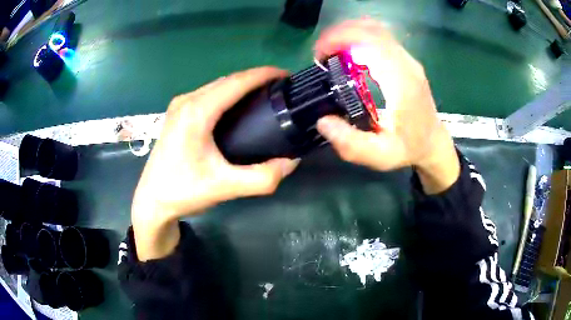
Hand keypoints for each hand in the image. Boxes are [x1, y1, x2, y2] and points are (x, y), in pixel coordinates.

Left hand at [132, 67, 298, 259]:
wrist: (152, 201)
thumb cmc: (183, 192)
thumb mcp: (225, 188)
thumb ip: (262, 178)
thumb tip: (292, 161)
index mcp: (196, 112)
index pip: (236, 82)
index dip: (264, 74)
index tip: (287, 75)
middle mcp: (187, 101)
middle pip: (228, 80)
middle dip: (256, 78)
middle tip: (282, 89)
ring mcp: (180, 106)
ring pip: (217, 86)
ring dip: (242, 85)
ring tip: (266, 94)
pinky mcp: (177, 113)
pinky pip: (209, 94)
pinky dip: (229, 94)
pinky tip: (240, 106)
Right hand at [314, 19, 458, 193]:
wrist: (433, 144)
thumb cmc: (409, 149)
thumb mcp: (380, 156)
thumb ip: (351, 144)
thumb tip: (323, 121)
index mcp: (402, 82)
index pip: (371, 42)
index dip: (341, 39)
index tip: (320, 56)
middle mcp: (406, 64)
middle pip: (372, 30)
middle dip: (340, 34)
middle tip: (321, 54)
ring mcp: (407, 60)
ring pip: (376, 30)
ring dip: (349, 35)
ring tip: (331, 53)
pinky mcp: (405, 61)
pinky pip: (380, 39)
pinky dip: (359, 40)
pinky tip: (348, 56)